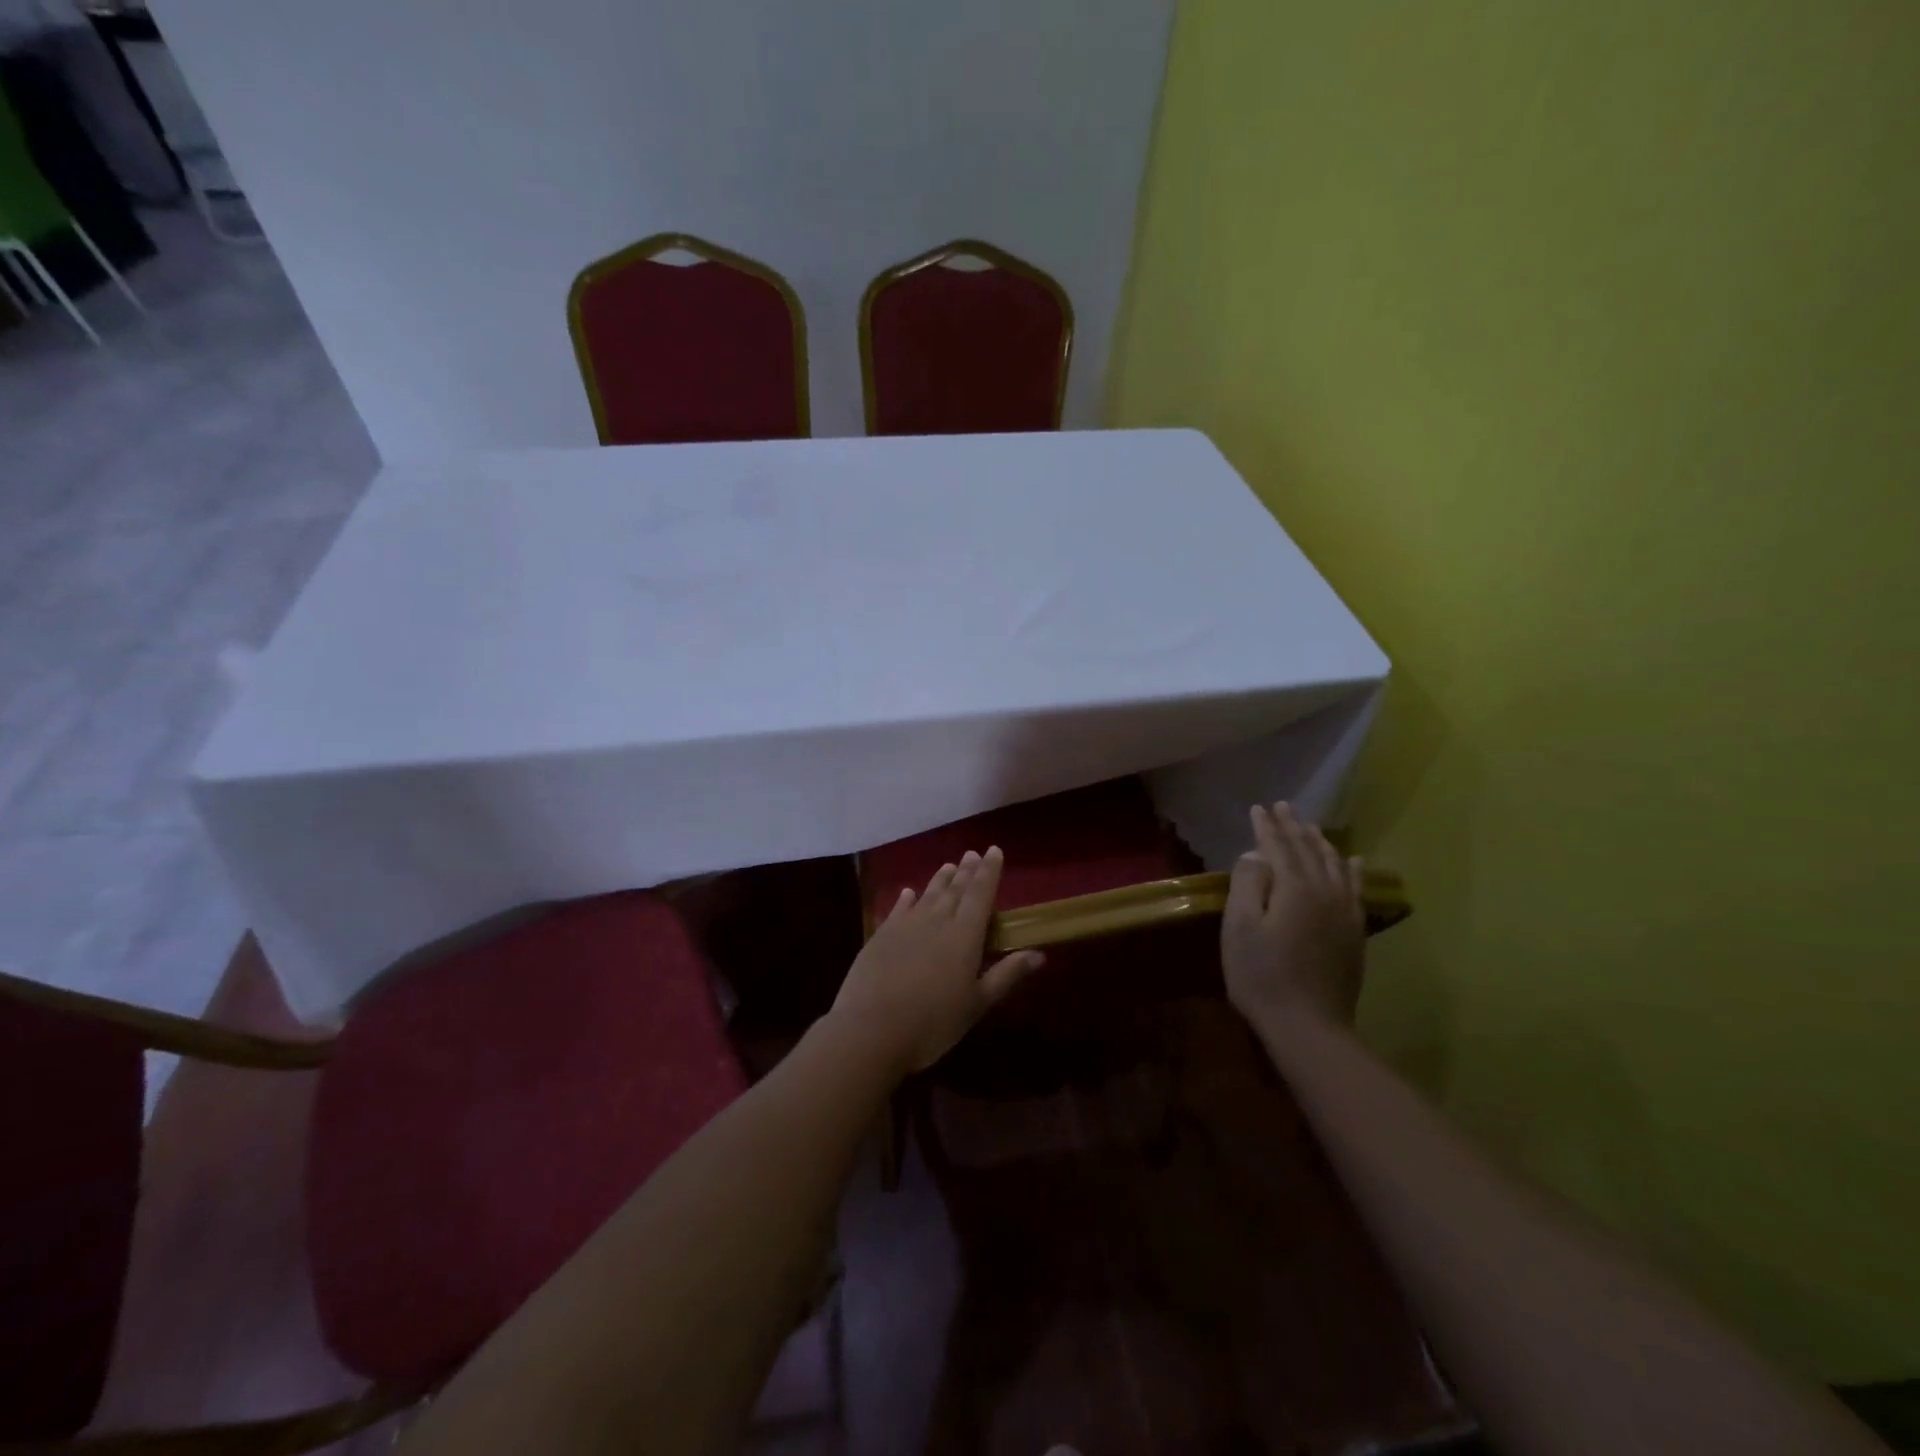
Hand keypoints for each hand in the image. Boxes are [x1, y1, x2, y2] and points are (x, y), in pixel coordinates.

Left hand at [830, 847, 1044, 1075]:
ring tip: (949, 866)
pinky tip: (909, 892)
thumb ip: (1007, 975)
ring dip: (940, 879)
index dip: (989, 871)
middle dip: (967, 871)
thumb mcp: (977, 1004)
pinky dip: (907, 898)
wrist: (871, 1030)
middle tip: (972, 853)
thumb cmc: (933, 1022)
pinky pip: (899, 908)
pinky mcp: (881, 935)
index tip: (994, 850)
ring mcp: (906, 925)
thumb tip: (1039, 954)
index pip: (981, 893)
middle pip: (955, 889)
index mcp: (964, 935)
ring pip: (928, 894)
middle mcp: (937, 920)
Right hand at [1221, 802, 1365, 1031]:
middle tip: (1282, 806)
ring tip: (1311, 826)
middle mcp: (1325, 891)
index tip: (1257, 807)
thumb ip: (1248, 884)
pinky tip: (1354, 861)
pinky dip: (1352, 870)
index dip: (1266, 827)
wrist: (1308, 1026)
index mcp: (1294, 888)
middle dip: (1293, 827)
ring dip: (1320, 843)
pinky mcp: (1355, 932)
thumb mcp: (1240, 927)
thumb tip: (1255, 854)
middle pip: (1308, 851)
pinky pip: (1356, 889)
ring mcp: (1345, 912)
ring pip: (1334, 865)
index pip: (1279, 847)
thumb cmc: (1262, 975)